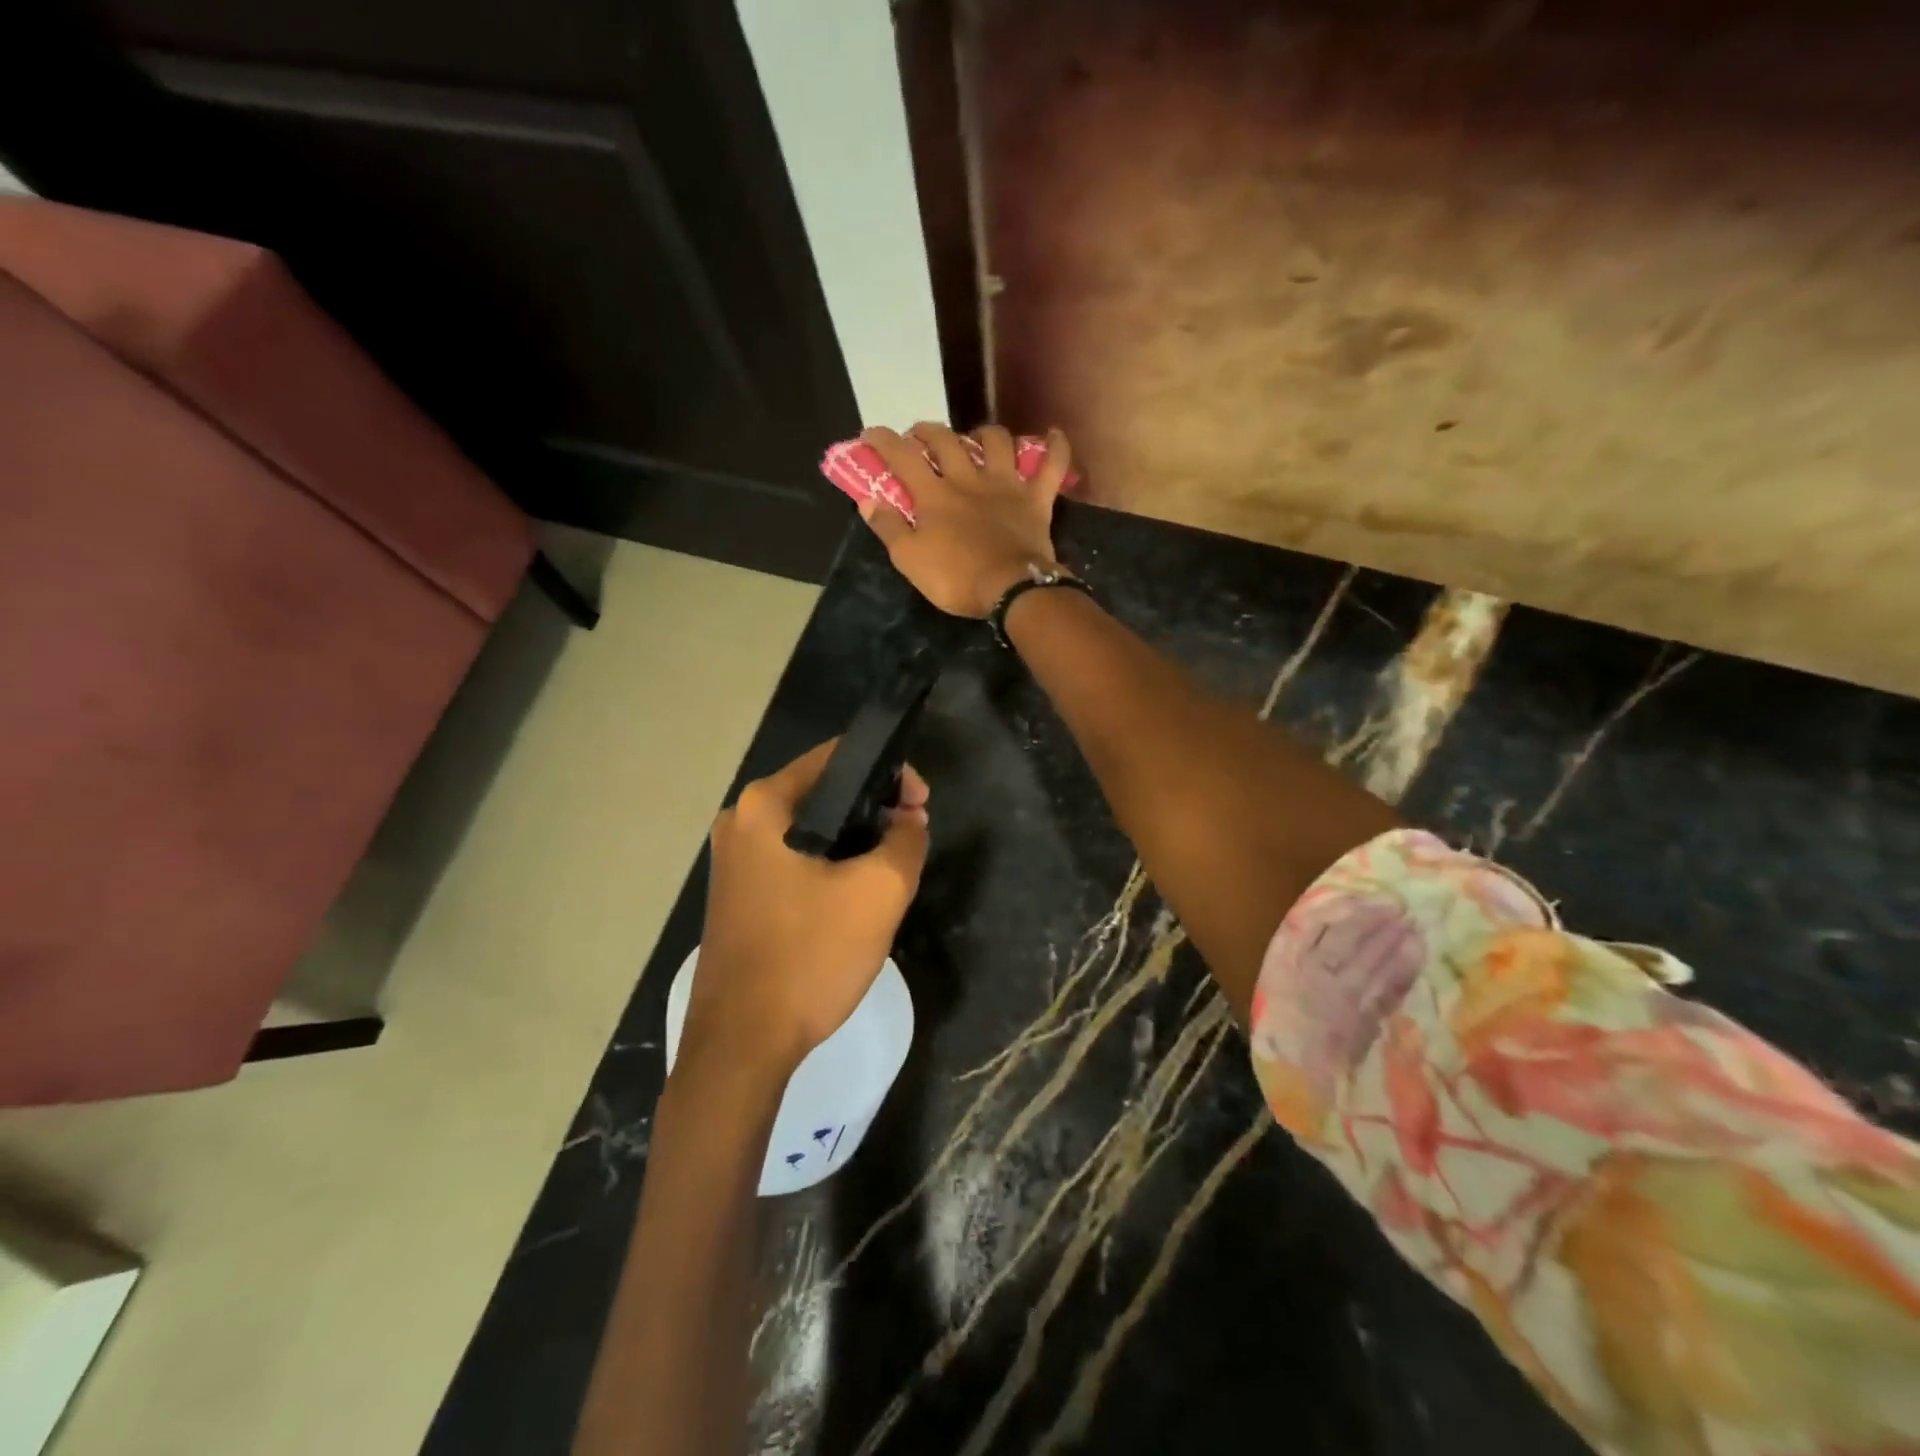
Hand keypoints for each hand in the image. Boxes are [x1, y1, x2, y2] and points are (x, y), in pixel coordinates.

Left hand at [685, 741, 930, 1077]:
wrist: (742, 1045)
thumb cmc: (809, 956)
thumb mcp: (878, 893)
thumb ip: (906, 841)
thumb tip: (909, 820)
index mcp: (765, 804)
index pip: (838, 756)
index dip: (890, 771)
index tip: (921, 805)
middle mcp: (741, 821)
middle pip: (824, 791)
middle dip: (874, 809)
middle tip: (911, 839)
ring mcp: (734, 860)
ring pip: (811, 830)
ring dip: (855, 841)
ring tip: (891, 869)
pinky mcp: (738, 894)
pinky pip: (794, 860)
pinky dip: (830, 865)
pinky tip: (854, 897)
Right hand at [858, 422, 1072, 617]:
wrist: (1011, 589)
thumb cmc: (956, 579)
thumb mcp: (910, 560)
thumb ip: (888, 528)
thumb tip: (866, 500)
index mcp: (934, 495)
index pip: (902, 457)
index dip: (883, 441)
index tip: (870, 434)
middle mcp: (968, 479)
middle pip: (946, 440)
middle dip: (927, 431)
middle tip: (919, 435)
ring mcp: (1006, 485)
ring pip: (997, 441)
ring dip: (984, 433)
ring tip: (977, 437)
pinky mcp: (1036, 498)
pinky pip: (1052, 465)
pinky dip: (1056, 447)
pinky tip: (1054, 433)